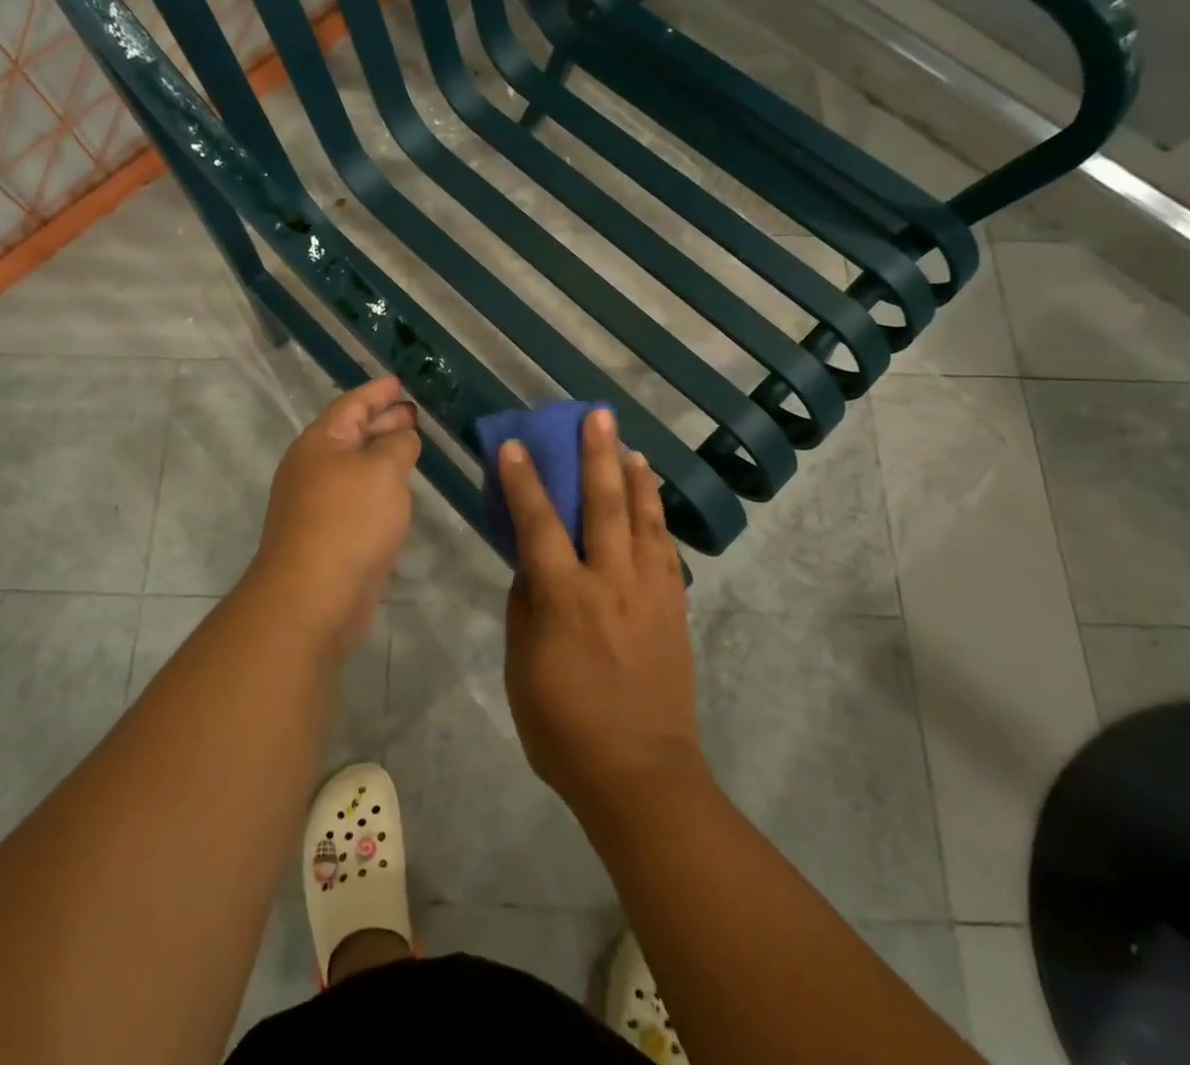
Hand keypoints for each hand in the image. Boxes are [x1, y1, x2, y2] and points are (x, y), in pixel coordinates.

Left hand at [244, 375, 420, 657]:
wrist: (313, 596)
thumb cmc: (349, 520)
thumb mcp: (382, 470)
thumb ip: (397, 445)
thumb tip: (401, 437)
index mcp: (320, 442)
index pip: (352, 405)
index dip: (377, 392)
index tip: (398, 383)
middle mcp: (313, 468)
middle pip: (351, 434)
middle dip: (381, 422)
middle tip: (412, 413)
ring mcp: (316, 504)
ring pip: (354, 467)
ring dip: (381, 455)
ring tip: (410, 446)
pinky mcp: (326, 535)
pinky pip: (356, 497)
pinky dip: (378, 487)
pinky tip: (397, 492)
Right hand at [499, 407, 705, 817]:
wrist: (639, 773)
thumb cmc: (563, 726)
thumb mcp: (522, 666)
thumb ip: (527, 606)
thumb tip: (533, 566)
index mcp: (565, 598)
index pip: (539, 524)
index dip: (524, 481)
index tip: (516, 444)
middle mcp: (611, 583)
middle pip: (604, 506)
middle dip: (597, 456)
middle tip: (597, 415)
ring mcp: (650, 594)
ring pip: (644, 521)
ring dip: (635, 479)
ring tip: (630, 447)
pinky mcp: (674, 609)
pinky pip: (666, 552)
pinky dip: (658, 520)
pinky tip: (652, 504)